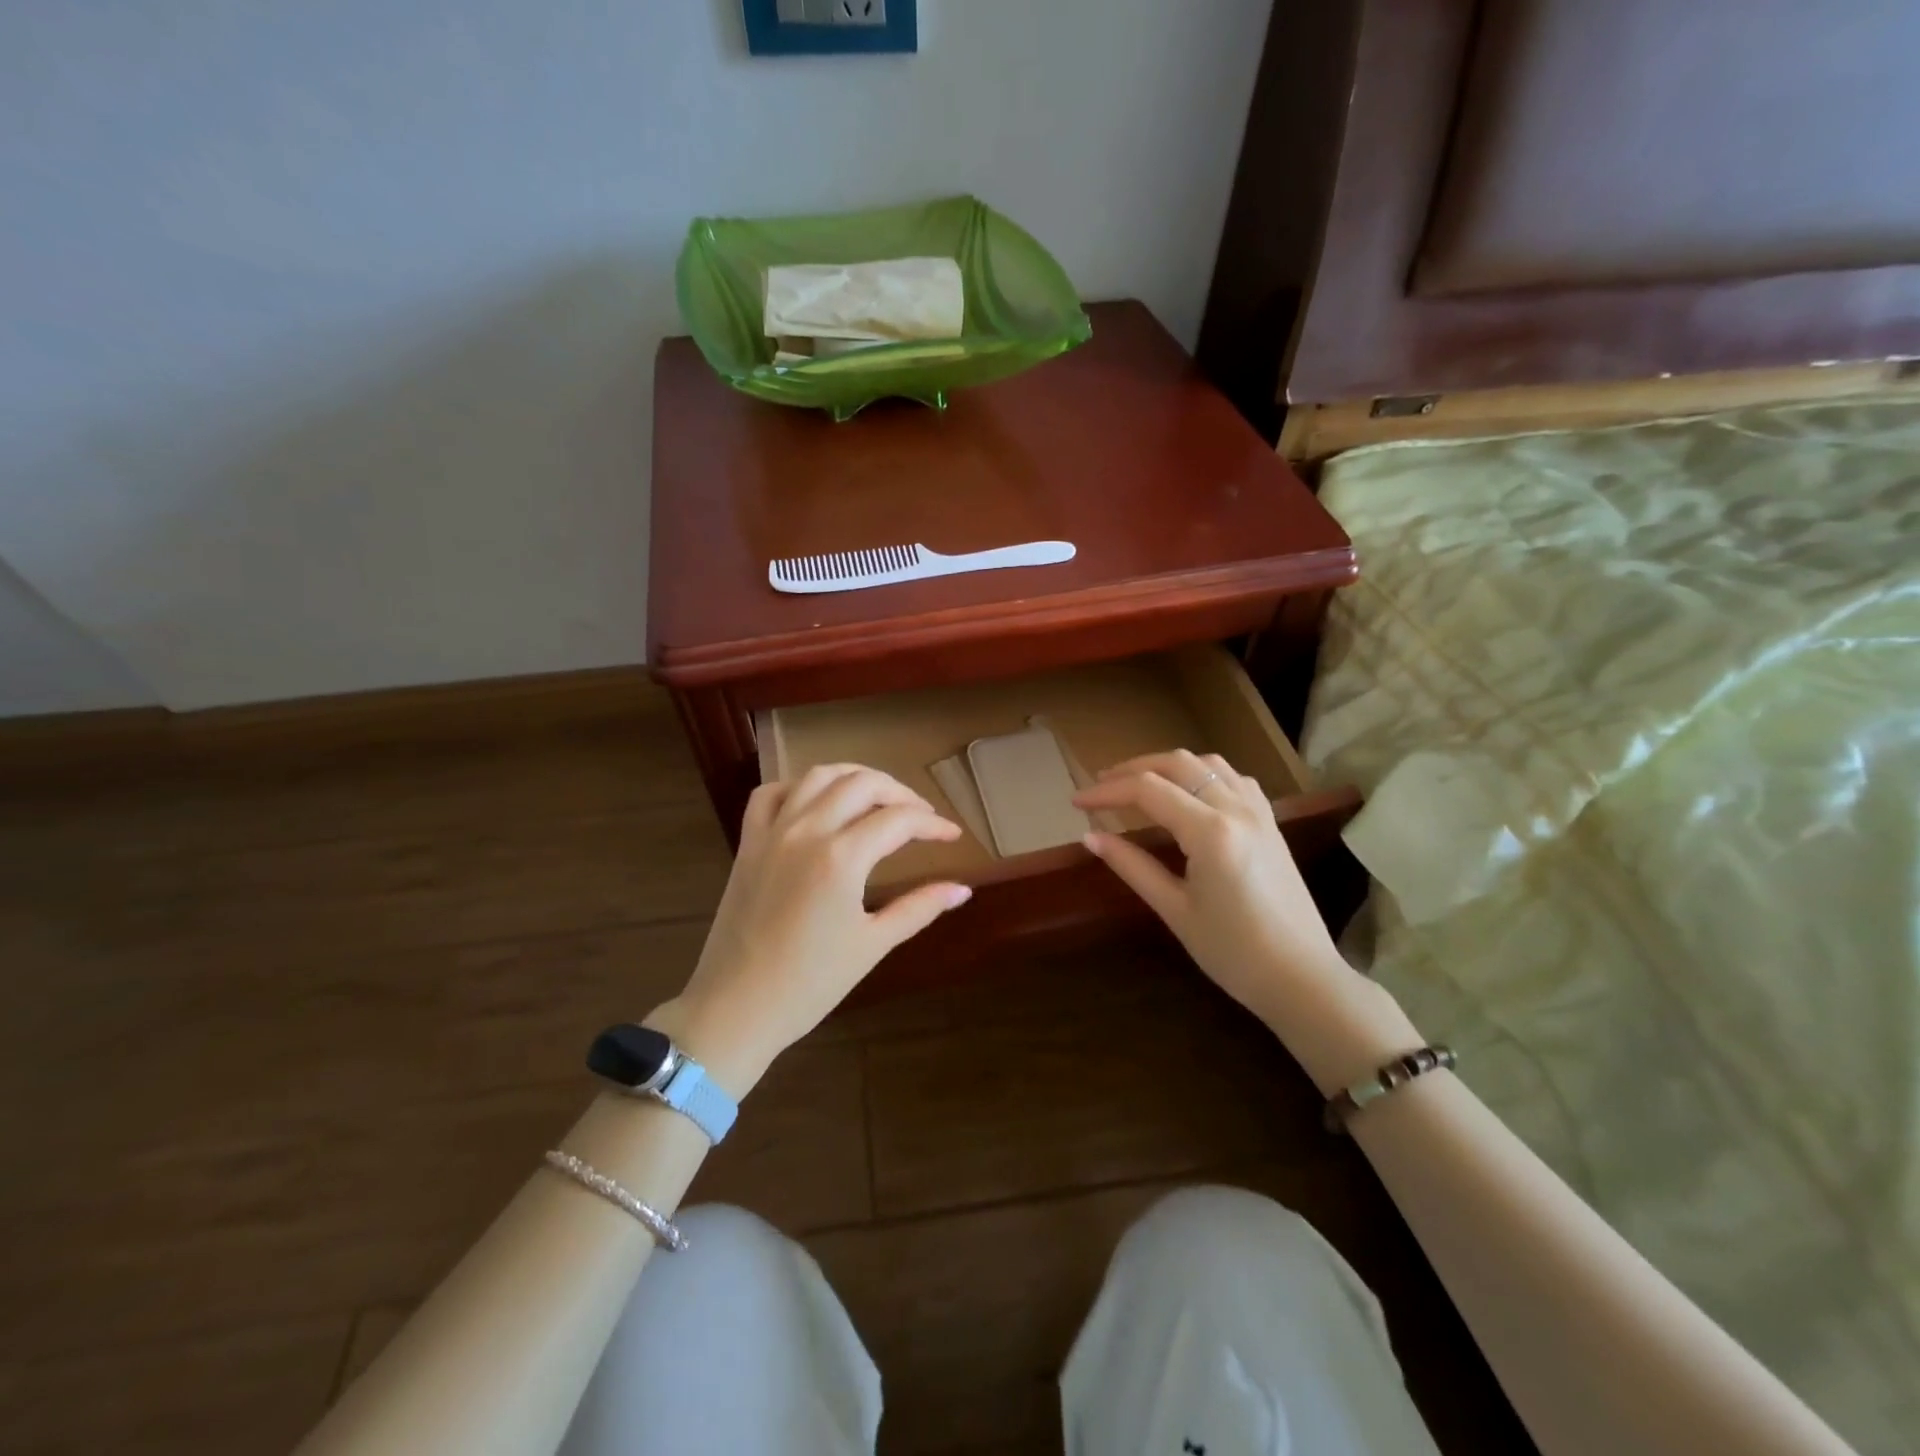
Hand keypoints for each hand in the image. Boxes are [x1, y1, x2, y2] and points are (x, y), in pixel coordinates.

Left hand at [651, 765, 970, 1095]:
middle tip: (921, 816)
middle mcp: (807, 831)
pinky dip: (799, 786)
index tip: (952, 835)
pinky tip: (817, 802)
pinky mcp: (747, 843)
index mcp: (841, 858)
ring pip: (818, 777)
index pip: (898, 820)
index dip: (932, 825)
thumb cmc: (810, 984)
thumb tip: (962, 889)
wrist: (735, 1008)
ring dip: (854, 777)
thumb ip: (919, 908)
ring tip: (877, 796)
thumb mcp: (873, 944)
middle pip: (862, 784)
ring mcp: (772, 832)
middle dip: (900, 793)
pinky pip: (770, 794)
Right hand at [1073, 750, 1419, 1090]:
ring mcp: (1259, 813)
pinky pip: (1234, 779)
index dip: (1106, 792)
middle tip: (1101, 787)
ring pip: (1208, 763)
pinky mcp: (1271, 824)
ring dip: (1168, 766)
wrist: (1302, 979)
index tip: (1076, 802)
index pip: (1147, 790)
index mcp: (1210, 832)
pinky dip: (1204, 774)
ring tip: (1139, 784)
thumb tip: (1089, 837)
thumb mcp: (1175, 910)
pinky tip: (1190, 793)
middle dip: (1133, 769)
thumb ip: (1131, 866)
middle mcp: (1236, 809)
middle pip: (1176, 764)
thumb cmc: (1233, 953)